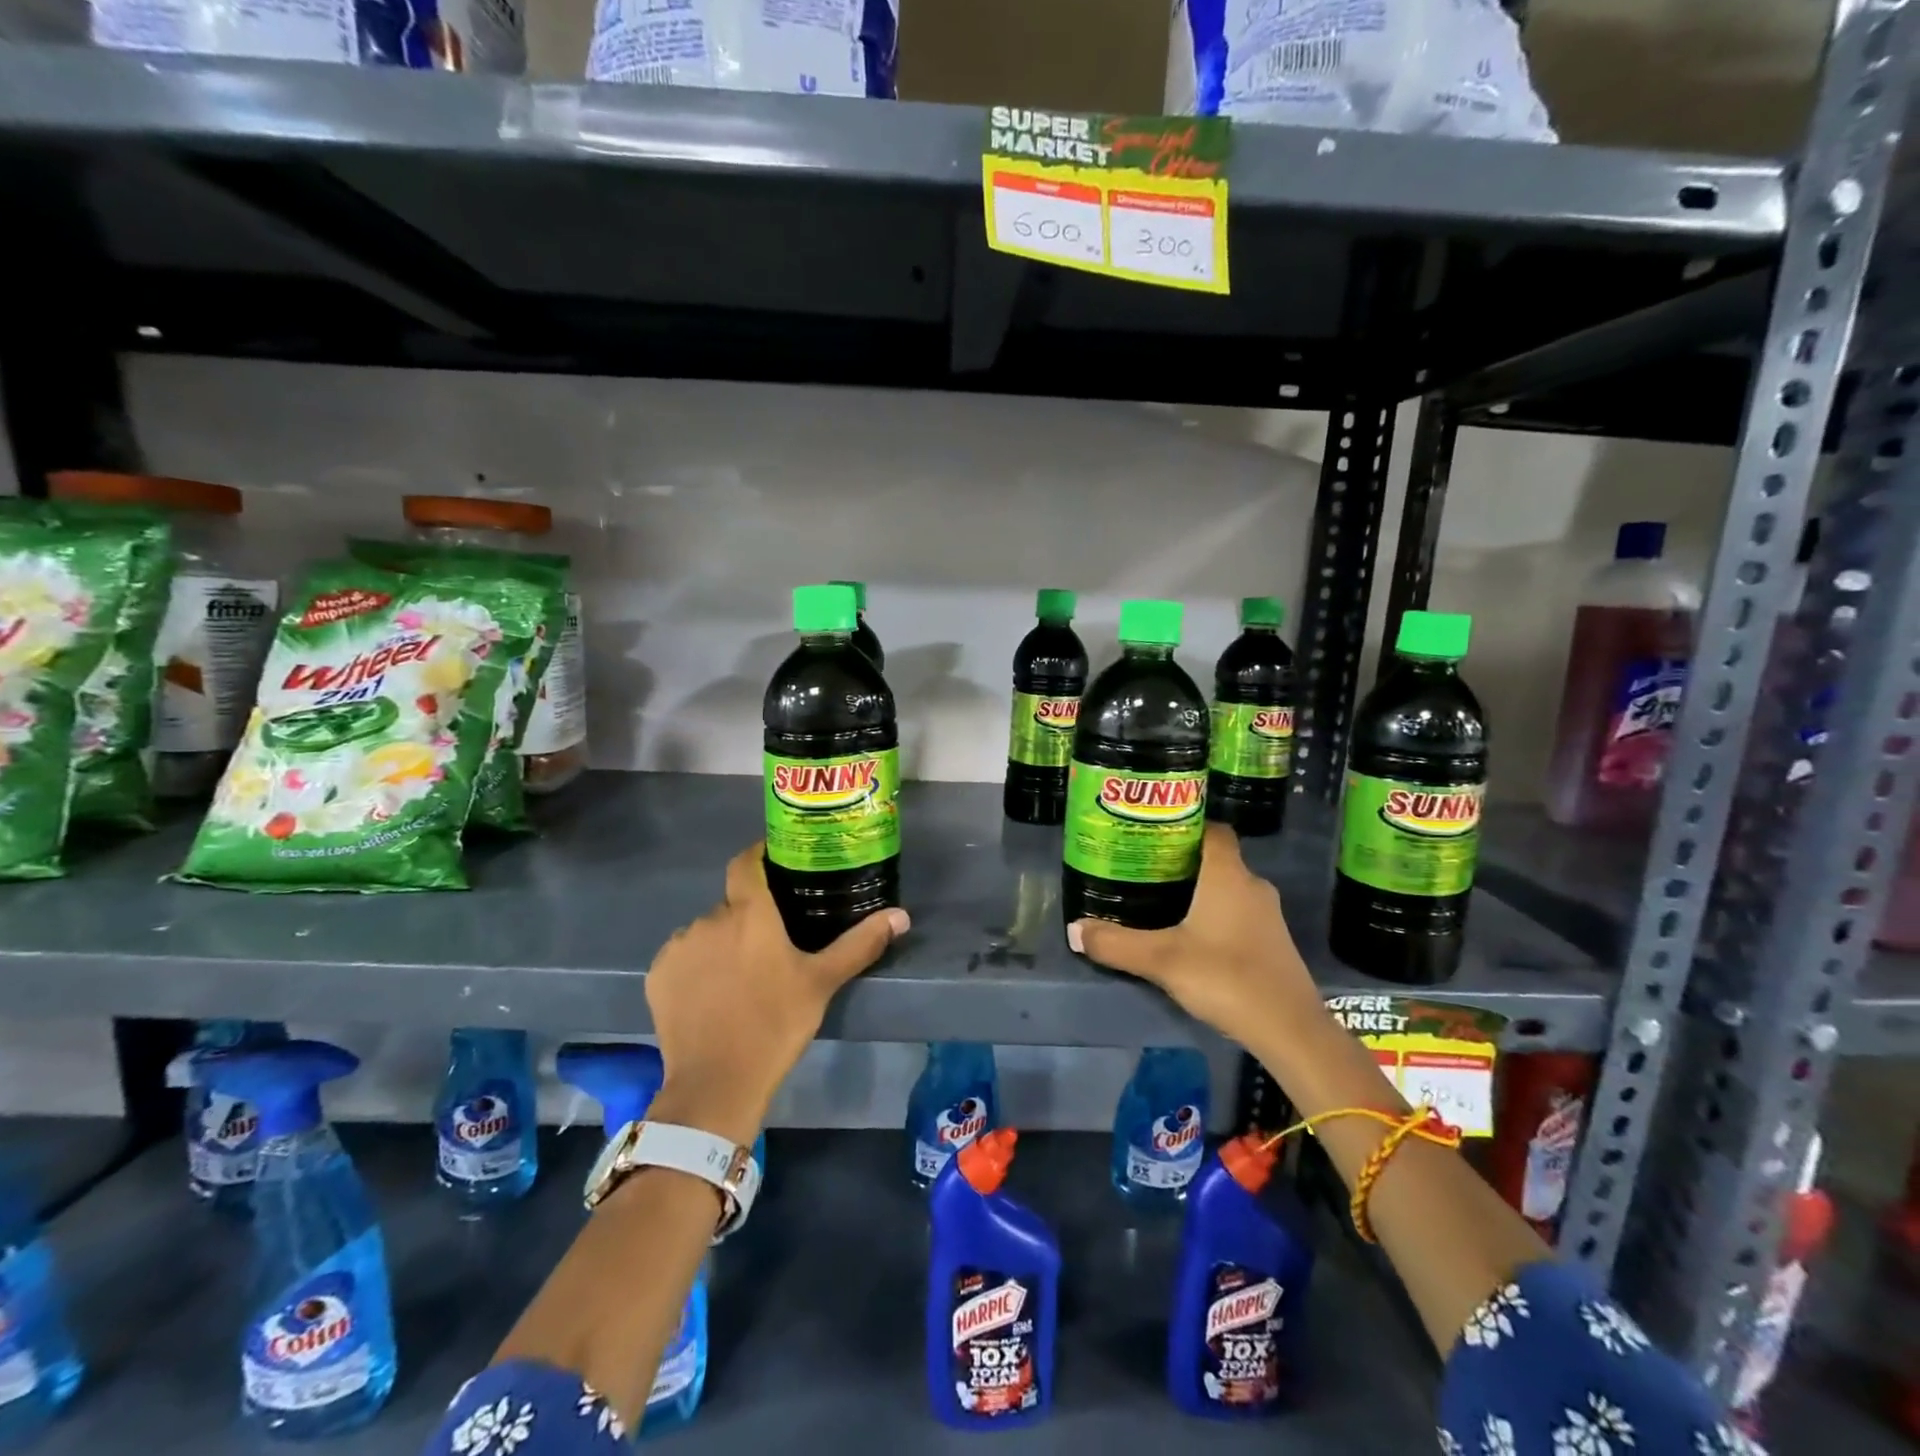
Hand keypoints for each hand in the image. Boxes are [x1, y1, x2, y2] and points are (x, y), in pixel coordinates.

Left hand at [644, 842, 909, 1145]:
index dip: (759, 856)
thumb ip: (860, 944)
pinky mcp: (658, 974)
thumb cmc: (776, 1024)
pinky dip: (697, 966)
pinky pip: (682, 957)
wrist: (717, 1083)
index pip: (746, 862)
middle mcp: (709, 918)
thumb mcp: (822, 982)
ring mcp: (679, 946)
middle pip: (731, 904)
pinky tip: (711, 994)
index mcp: (749, 912)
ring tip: (740, 975)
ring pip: (706, 931)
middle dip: (748, 916)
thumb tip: (902, 916)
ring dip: (722, 942)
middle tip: (770, 944)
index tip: (776, 862)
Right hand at [1068, 824, 1315, 1037]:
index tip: (1151, 833)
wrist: (1290, 1031)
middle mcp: (1251, 885)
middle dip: (1181, 861)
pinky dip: (1213, 914)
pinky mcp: (1271, 941)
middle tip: (1142, 868)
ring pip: (1226, 887)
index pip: (1212, 829)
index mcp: (1227, 875)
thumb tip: (1074, 929)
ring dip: (1197, 890)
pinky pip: (1237, 911)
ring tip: (1158, 900)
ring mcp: (1266, 914)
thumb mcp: (1162, 961)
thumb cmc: (1226, 978)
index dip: (1184, 825)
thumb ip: (1116, 944)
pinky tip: (1189, 934)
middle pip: (1215, 858)